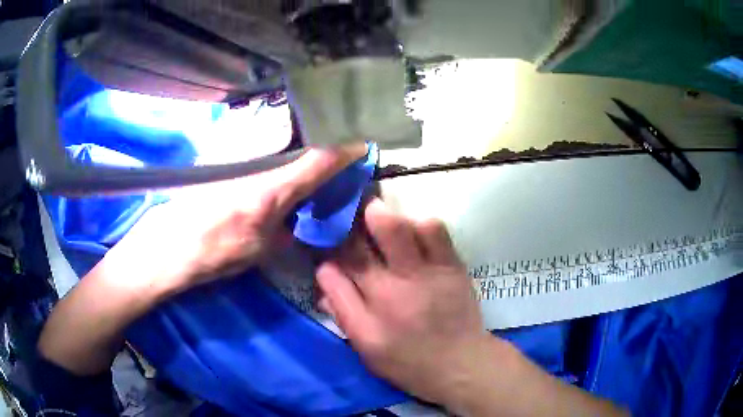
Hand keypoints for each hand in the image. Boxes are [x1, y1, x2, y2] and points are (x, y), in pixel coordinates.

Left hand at [105, 144, 366, 296]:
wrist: (165, 246)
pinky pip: (258, 160)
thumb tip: (294, 221)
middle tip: (335, 167)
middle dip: (321, 157)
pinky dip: (272, 167)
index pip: (316, 163)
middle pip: (299, 153)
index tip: (360, 146)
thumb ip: (283, 232)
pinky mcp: (222, 165)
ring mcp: (237, 163)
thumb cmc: (212, 254)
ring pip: (277, 154)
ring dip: (295, 161)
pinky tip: (270, 181)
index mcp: (271, 191)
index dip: (342, 153)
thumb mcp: (257, 253)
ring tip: (305, 174)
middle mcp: (257, 168)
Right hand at [317, 198, 627, 416]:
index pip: (349, 256)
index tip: (324, 213)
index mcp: (381, 305)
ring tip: (383, 192)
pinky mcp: (460, 270)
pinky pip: (444, 232)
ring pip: (416, 222)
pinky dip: (428, 217)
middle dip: (363, 204)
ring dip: (398, 203)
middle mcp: (409, 282)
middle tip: (352, 187)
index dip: (335, 231)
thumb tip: (331, 270)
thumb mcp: (369, 348)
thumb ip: (346, 307)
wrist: (467, 370)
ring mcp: (439, 272)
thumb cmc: (413, 367)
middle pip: (383, 231)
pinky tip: (418, 212)